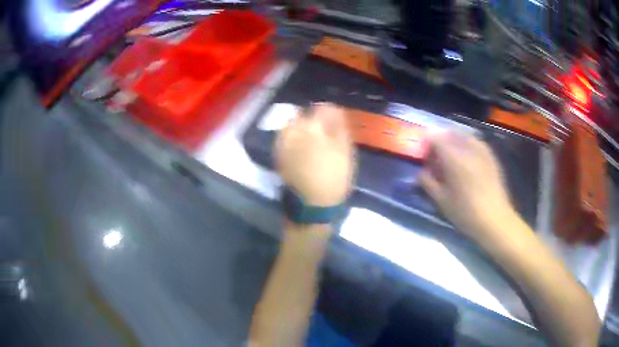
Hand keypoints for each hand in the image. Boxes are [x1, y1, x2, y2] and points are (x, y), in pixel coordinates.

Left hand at [275, 103, 354, 206]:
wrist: (312, 203)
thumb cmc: (334, 176)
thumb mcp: (344, 150)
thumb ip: (339, 126)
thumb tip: (336, 111)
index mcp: (311, 127)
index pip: (321, 108)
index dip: (331, 112)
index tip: (337, 120)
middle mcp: (292, 130)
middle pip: (303, 114)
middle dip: (314, 118)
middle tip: (325, 130)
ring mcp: (282, 141)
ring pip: (293, 125)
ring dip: (303, 127)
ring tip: (313, 139)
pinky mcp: (277, 153)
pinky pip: (286, 137)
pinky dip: (294, 138)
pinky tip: (302, 148)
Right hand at [419, 131, 516, 240]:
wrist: (494, 219)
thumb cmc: (465, 212)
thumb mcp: (441, 200)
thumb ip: (427, 182)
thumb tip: (421, 172)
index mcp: (453, 156)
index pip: (434, 138)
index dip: (426, 145)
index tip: (424, 159)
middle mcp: (467, 147)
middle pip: (449, 134)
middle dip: (440, 142)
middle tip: (437, 160)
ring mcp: (482, 150)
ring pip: (463, 136)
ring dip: (454, 143)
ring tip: (452, 160)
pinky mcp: (491, 156)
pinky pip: (475, 143)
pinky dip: (467, 146)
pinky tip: (467, 161)